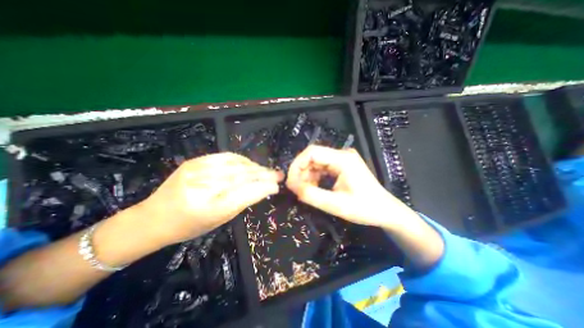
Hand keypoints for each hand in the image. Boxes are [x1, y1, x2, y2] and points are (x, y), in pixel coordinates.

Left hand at [138, 152, 281, 244]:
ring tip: (266, 170)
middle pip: (242, 176)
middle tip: (278, 174)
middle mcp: (203, 187)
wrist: (153, 217)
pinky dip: (241, 160)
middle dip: (264, 175)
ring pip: (236, 164)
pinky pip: (225, 157)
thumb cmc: (189, 226)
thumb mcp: (219, 220)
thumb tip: (262, 188)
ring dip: (255, 167)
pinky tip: (250, 163)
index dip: (264, 188)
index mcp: (210, 209)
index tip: (276, 186)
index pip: (246, 193)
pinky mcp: (194, 161)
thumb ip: (241, 202)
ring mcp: (197, 171)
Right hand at [287, 147, 414, 227]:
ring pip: (315, 162)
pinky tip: (313, 188)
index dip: (297, 164)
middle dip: (300, 171)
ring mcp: (342, 159)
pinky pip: (321, 168)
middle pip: (312, 156)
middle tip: (295, 188)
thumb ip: (312, 196)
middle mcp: (342, 154)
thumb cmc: (365, 209)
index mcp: (343, 159)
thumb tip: (293, 187)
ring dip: (306, 175)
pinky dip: (314, 177)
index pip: (312, 152)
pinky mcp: (341, 165)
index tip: (290, 181)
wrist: (385, 211)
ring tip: (304, 190)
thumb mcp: (336, 205)